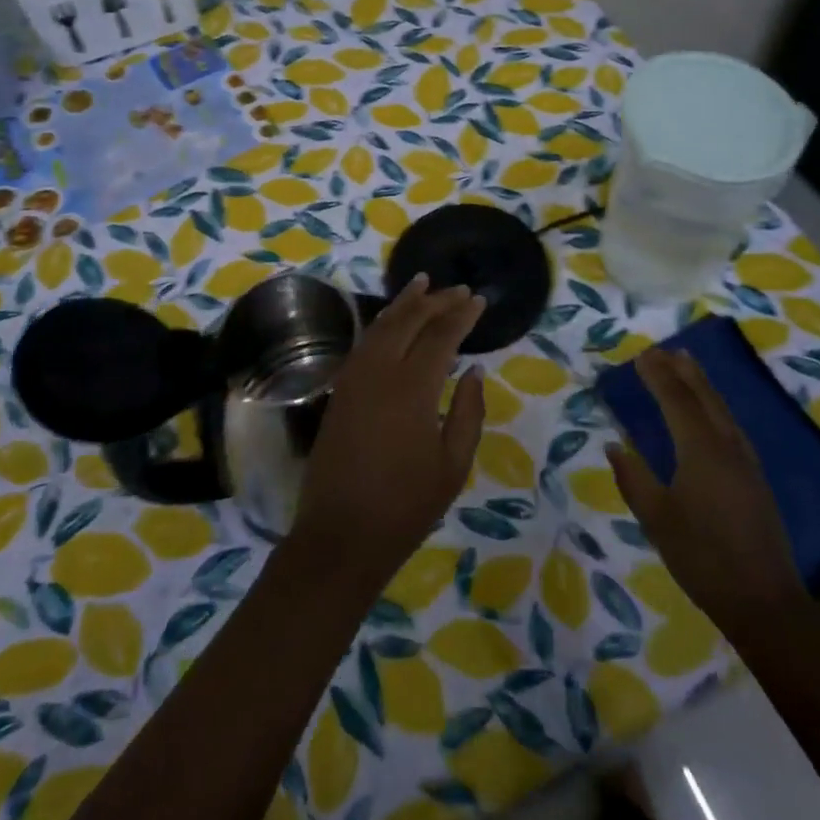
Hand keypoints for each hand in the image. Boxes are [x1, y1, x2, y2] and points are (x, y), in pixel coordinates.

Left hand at [288, 275, 485, 589]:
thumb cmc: (406, 505)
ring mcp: (354, 378)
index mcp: (412, 388)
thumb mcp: (453, 464)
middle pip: (409, 321)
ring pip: (381, 325)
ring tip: (422, 284)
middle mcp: (379, 371)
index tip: (479, 300)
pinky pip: (364, 343)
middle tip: (459, 289)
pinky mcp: (340, 390)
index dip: (462, 315)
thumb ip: (468, 411)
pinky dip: (382, 323)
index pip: (441, 335)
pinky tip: (392, 320)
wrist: (341, 535)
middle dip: (436, 301)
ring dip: (404, 303)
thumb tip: (473, 369)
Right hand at [606, 348, 809, 630]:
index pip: (676, 399)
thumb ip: (633, 478)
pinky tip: (711, 411)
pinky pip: (731, 425)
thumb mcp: (656, 519)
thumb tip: (615, 445)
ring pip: (722, 408)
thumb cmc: (702, 558)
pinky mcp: (755, 477)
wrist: (764, 601)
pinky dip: (714, 405)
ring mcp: (746, 461)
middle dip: (682, 370)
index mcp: (700, 449)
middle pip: (704, 396)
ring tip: (687, 365)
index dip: (658, 375)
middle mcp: (726, 445)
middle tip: (663, 350)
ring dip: (702, 383)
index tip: (641, 356)